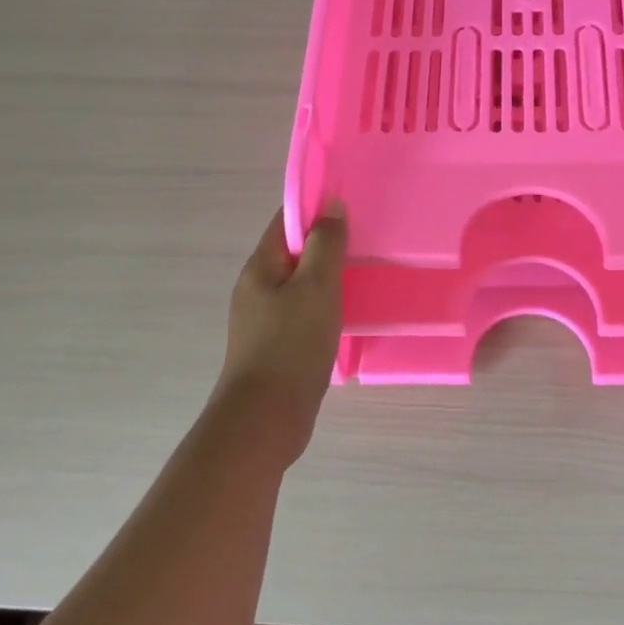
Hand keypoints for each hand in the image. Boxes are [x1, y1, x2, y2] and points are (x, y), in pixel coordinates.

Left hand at [213, 206, 346, 464]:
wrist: (265, 421)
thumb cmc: (291, 346)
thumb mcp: (316, 287)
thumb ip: (325, 244)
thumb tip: (330, 204)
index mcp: (260, 267)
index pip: (286, 221)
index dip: (316, 207)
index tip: (351, 203)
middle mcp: (257, 289)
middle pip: (294, 252)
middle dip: (327, 243)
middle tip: (366, 239)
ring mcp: (264, 320)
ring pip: (301, 285)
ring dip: (328, 277)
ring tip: (364, 274)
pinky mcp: (276, 346)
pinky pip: (304, 313)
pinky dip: (325, 306)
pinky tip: (348, 314)